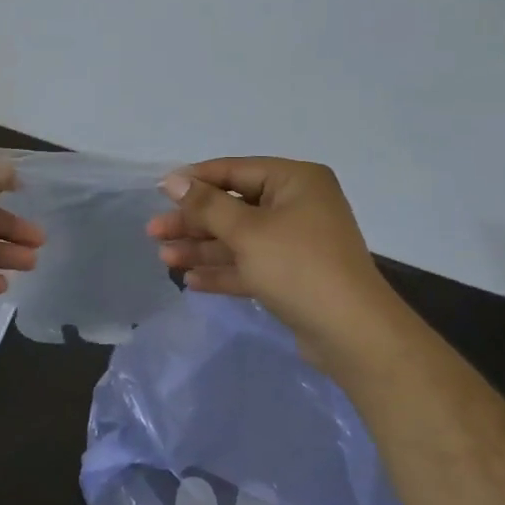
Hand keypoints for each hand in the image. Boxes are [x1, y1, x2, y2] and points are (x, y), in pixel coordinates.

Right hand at [147, 158, 396, 360]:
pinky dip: (223, 271)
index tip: (158, 191)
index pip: (234, 171)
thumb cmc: (297, 267)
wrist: (351, 332)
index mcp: (295, 181)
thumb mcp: (247, 231)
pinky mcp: (291, 275)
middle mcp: (297, 206)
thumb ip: (206, 205)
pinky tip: (191, 281)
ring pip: (238, 239)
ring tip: (164, 258)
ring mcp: (295, 242)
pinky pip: (250, 265)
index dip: (194, 181)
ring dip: (202, 248)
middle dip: (193, 222)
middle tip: (153, 232)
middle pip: (232, 207)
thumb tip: (172, 180)